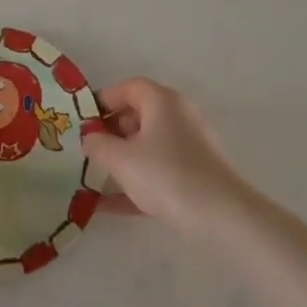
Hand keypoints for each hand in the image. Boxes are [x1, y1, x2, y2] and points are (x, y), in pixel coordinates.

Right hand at [83, 78, 248, 233]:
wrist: (224, 219)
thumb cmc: (167, 175)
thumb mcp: (121, 159)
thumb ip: (98, 144)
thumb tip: (89, 137)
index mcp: (162, 101)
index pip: (128, 87)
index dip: (103, 100)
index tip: (83, 121)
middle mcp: (179, 117)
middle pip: (138, 115)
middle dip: (111, 132)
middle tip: (89, 150)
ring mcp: (190, 147)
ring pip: (148, 145)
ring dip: (122, 159)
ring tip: (95, 177)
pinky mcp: (196, 175)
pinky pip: (159, 171)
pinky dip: (137, 182)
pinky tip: (110, 206)